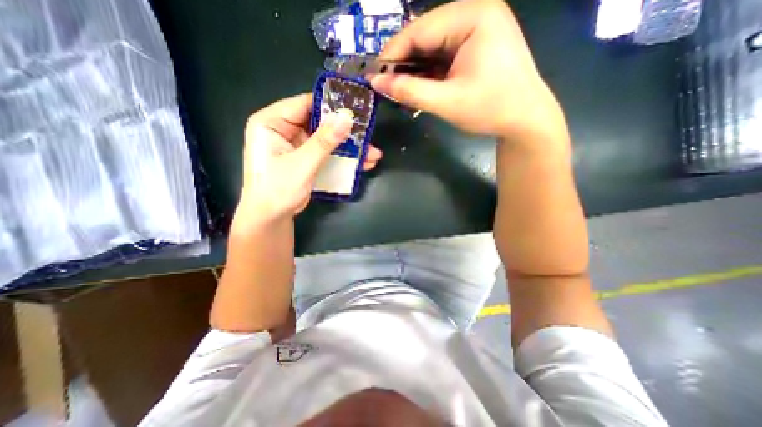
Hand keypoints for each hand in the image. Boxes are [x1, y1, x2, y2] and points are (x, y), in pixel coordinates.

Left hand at [234, 94, 379, 227]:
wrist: (271, 219)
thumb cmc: (277, 190)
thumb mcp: (302, 164)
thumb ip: (324, 141)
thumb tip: (346, 118)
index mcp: (272, 122)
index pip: (305, 104)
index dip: (331, 106)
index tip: (356, 110)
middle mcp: (284, 130)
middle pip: (320, 123)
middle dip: (346, 132)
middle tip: (368, 136)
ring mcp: (297, 145)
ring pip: (327, 140)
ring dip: (349, 148)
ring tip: (372, 155)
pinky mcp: (306, 159)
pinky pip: (327, 154)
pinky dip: (343, 158)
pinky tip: (363, 164)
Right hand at [372, 0, 567, 145]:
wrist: (525, 120)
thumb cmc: (490, 109)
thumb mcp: (446, 102)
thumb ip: (409, 91)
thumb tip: (376, 82)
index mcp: (473, 17)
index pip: (420, 29)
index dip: (393, 53)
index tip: (375, 76)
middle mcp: (476, 13)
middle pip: (426, 35)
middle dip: (405, 62)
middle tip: (387, 86)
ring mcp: (478, 28)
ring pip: (433, 46)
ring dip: (416, 68)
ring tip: (401, 89)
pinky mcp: (477, 45)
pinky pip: (444, 54)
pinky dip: (429, 71)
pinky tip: (420, 86)